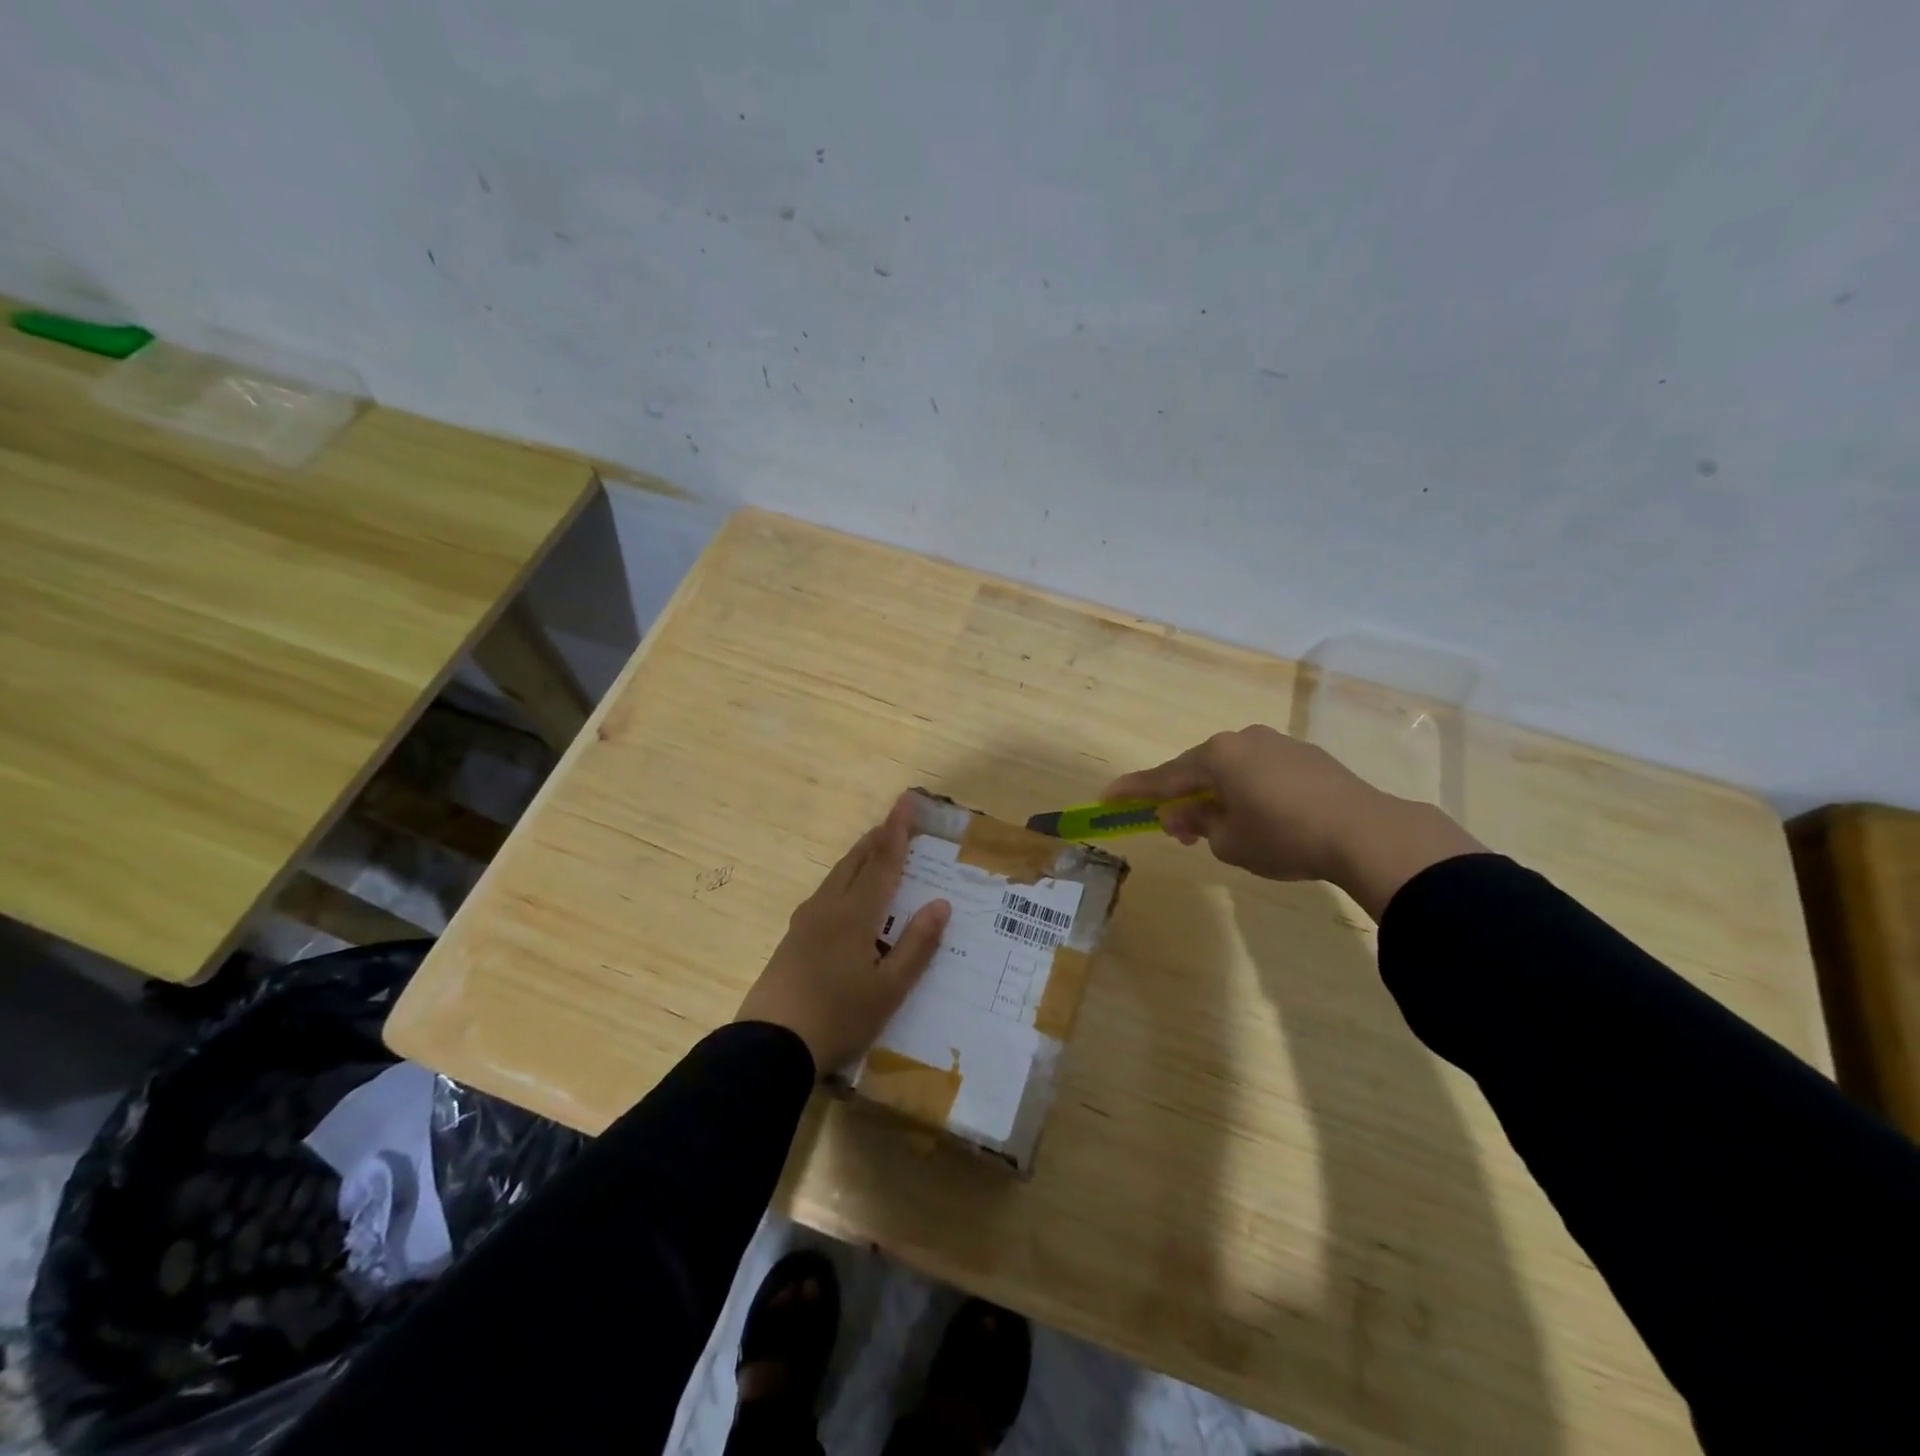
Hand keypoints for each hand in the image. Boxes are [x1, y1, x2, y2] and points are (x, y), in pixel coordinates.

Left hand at [735, 792, 950, 1073]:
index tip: (906, 800)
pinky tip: (844, 893)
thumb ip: (916, 945)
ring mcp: (805, 922)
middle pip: (855, 862)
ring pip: (837, 876)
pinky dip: (844, 878)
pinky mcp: (792, 939)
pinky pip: (824, 893)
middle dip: (877, 837)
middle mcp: (828, 908)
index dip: (898, 831)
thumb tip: (940, 904)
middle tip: (895, 819)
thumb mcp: (888, 989)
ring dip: (859, 856)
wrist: (769, 1045)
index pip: (883, 862)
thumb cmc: (838, 1017)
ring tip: (874, 847)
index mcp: (855, 915)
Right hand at [1105, 725, 1482, 917]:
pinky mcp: (1306, 756)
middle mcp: (1242, 740)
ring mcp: (1277, 743)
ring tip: (1223, 827)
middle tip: (1177, 829)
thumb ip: (1198, 824)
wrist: (1365, 831)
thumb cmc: (1283, 838)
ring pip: (1232, 768)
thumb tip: (1184, 814)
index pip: (1164, 777)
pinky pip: (1261, 770)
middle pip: (1198, 769)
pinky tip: (1261, 816)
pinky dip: (1248, 790)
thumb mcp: (1229, 841)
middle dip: (1183, 797)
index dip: (1133, 790)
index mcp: (1217, 756)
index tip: (1107, 796)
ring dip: (1218, 794)